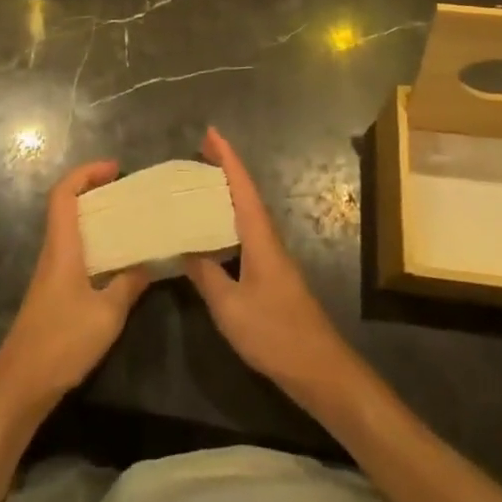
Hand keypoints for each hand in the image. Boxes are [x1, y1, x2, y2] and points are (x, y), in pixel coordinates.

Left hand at [0, 161, 149, 418]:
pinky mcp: (53, 293)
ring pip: (71, 230)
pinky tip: (117, 262)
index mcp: (62, 247)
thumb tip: (149, 262)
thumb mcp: (106, 315)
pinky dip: (95, 245)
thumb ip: (129, 285)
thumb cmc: (61, 342)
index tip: (114, 168)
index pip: (64, 194)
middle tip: (128, 193)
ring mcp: (51, 273)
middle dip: (95, 191)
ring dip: (96, 219)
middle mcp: (53, 252)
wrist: (20, 384)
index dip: (86, 173)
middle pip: (67, 206)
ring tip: (129, 222)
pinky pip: (74, 253)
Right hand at [184, 128, 358, 407]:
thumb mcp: (230, 306)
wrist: (319, 369)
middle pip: (246, 194)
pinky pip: (246, 234)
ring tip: (200, 184)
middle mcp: (268, 239)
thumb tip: (182, 247)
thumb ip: (205, 274)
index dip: (227, 158)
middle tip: (199, 151)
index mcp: (259, 237)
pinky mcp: (272, 276)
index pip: (242, 187)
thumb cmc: (275, 333)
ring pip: (247, 214)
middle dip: (225, 169)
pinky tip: (214, 233)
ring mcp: (272, 258)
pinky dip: (229, 221)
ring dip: (227, 194)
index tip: (211, 132)